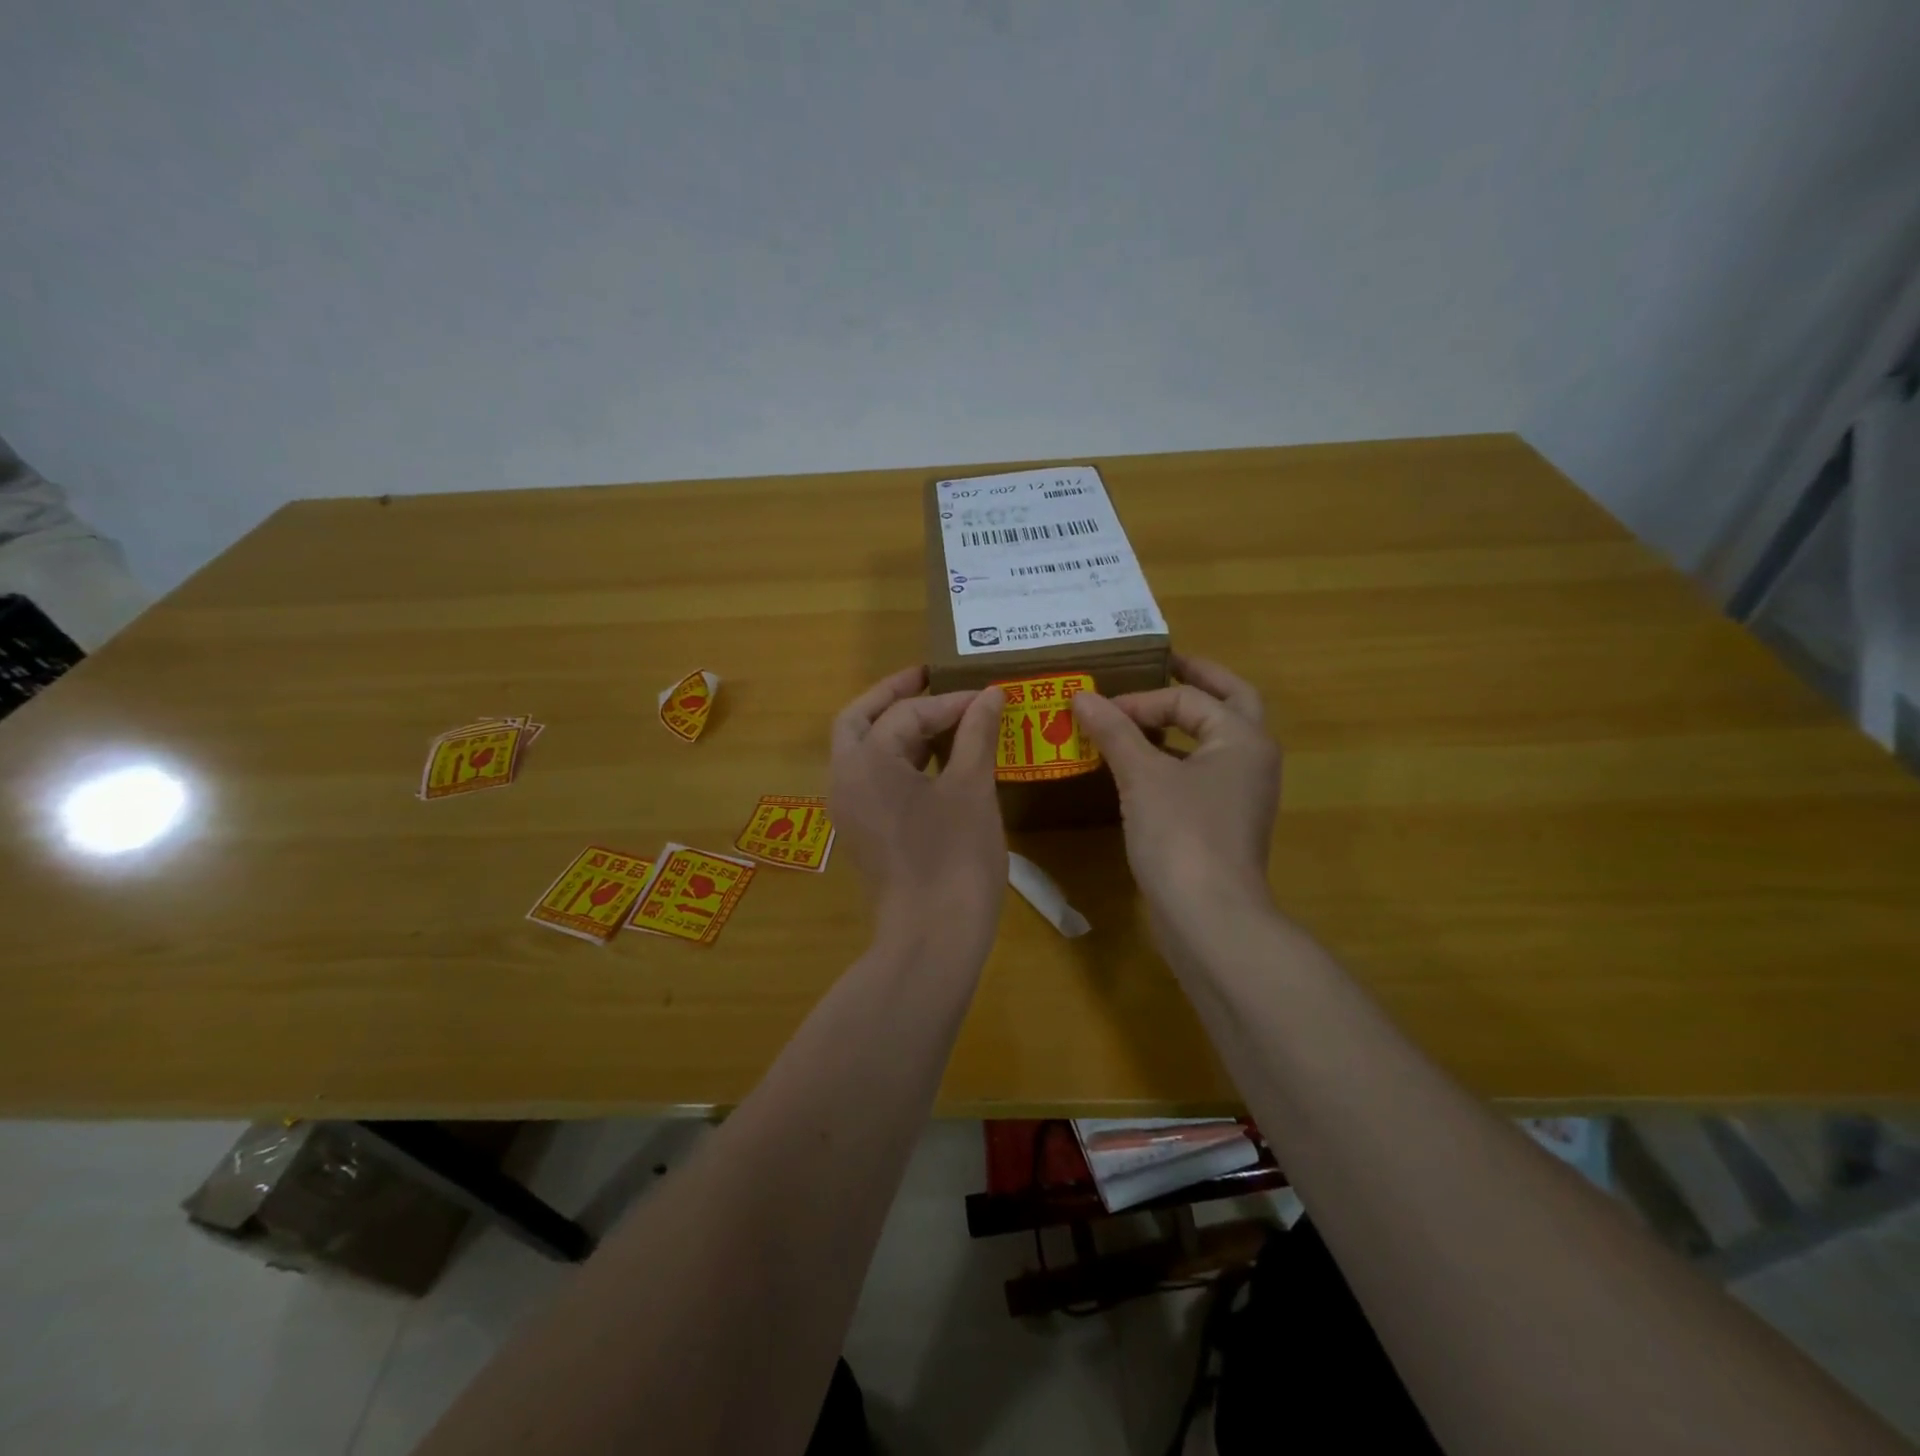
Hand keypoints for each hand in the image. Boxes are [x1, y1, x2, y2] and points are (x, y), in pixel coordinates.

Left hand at [829, 666, 1006, 961]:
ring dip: (895, 728)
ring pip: (862, 750)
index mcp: (866, 761)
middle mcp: (845, 779)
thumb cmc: (954, 856)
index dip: (949, 701)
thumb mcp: (971, 788)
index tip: (987, 697)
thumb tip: (990, 695)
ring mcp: (849, 809)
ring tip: (939, 717)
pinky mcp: (862, 832)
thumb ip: (976, 734)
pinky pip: (872, 779)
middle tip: (929, 679)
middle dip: (893, 696)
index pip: (906, 713)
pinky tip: (935, 761)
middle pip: (859, 720)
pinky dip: (897, 759)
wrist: (933, 936)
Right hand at [1071, 654, 1281, 958]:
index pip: (1189, 698)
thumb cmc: (1182, 835)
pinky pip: (1199, 774)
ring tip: (1139, 716)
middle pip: (1227, 703)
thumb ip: (1114, 731)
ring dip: (1181, 724)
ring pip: (1213, 742)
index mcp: (1243, 737)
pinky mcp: (1223, 822)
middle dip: (1196, 683)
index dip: (1141, 699)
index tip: (1098, 712)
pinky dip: (1173, 759)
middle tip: (1163, 666)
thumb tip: (1081, 696)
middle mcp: (1251, 759)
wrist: (1209, 917)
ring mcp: (1240, 793)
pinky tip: (1138, 768)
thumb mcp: (1142, 776)